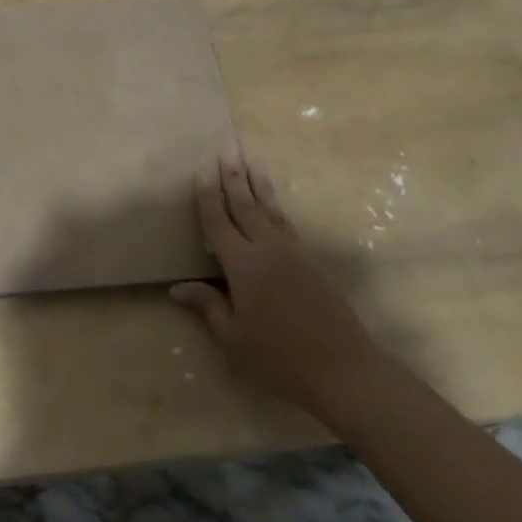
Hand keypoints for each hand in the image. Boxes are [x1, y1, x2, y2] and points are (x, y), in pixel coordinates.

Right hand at [171, 155, 383, 415]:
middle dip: (234, 179)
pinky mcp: (311, 262)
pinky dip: (277, 207)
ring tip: (252, 163)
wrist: (343, 369)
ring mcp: (293, 253)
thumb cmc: (280, 358)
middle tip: (227, 152)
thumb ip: (208, 306)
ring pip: (271, 210)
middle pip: (246, 206)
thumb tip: (177, 287)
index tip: (201, 173)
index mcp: (243, 265)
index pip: (219, 223)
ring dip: (259, 185)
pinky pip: (287, 224)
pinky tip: (274, 204)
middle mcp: (267, 249)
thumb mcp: (235, 338)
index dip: (208, 198)